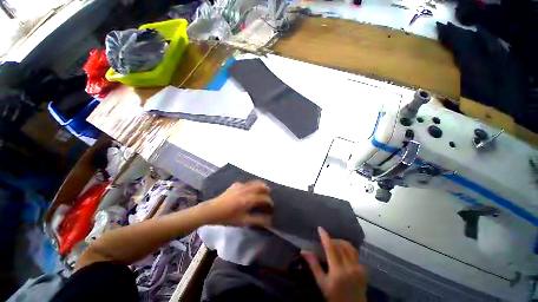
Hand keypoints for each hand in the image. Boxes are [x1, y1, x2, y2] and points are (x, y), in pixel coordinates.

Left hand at [205, 181, 273, 226]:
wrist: (213, 210)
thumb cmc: (228, 217)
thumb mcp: (243, 221)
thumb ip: (257, 220)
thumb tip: (269, 220)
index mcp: (249, 199)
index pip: (264, 198)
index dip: (269, 201)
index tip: (271, 206)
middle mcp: (247, 190)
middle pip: (261, 186)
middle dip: (267, 190)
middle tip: (269, 195)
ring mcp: (241, 185)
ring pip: (255, 183)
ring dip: (260, 186)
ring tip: (262, 191)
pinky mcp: (236, 184)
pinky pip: (247, 183)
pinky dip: (252, 185)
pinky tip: (249, 190)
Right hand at [302, 227, 367, 301]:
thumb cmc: (334, 296)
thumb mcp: (322, 283)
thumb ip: (314, 265)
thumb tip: (304, 250)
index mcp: (337, 271)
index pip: (330, 248)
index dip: (325, 237)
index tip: (320, 228)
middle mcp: (349, 267)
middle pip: (340, 245)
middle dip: (332, 239)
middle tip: (325, 240)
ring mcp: (358, 268)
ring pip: (350, 247)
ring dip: (341, 242)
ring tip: (334, 243)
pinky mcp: (364, 270)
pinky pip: (356, 253)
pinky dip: (348, 249)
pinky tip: (343, 252)